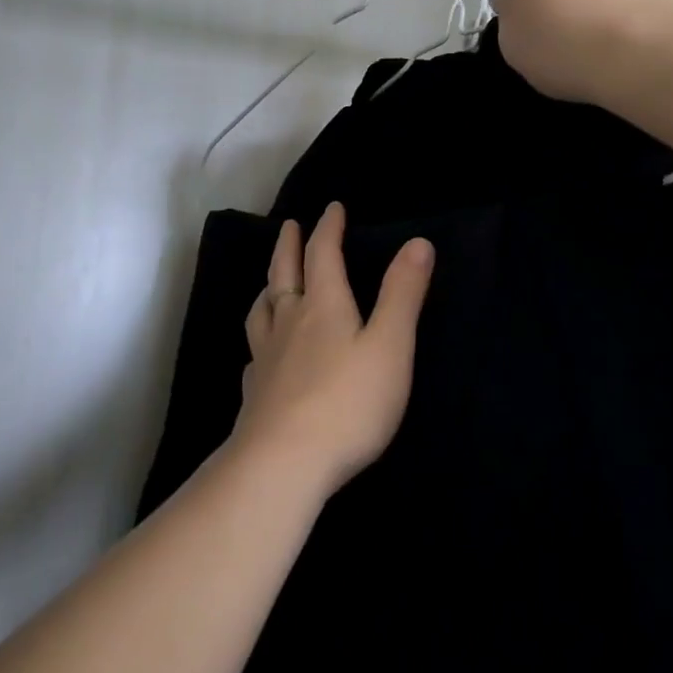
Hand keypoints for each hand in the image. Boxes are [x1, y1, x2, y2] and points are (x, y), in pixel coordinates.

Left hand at [234, 203, 434, 494]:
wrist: (283, 463)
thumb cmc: (347, 402)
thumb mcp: (390, 345)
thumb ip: (403, 294)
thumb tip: (417, 242)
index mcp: (323, 305)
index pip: (323, 254)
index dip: (328, 228)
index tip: (332, 208)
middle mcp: (289, 322)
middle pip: (284, 273)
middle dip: (289, 245)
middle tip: (289, 226)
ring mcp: (266, 357)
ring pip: (262, 309)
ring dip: (268, 286)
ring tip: (271, 282)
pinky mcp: (255, 392)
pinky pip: (254, 352)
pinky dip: (259, 337)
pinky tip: (261, 352)